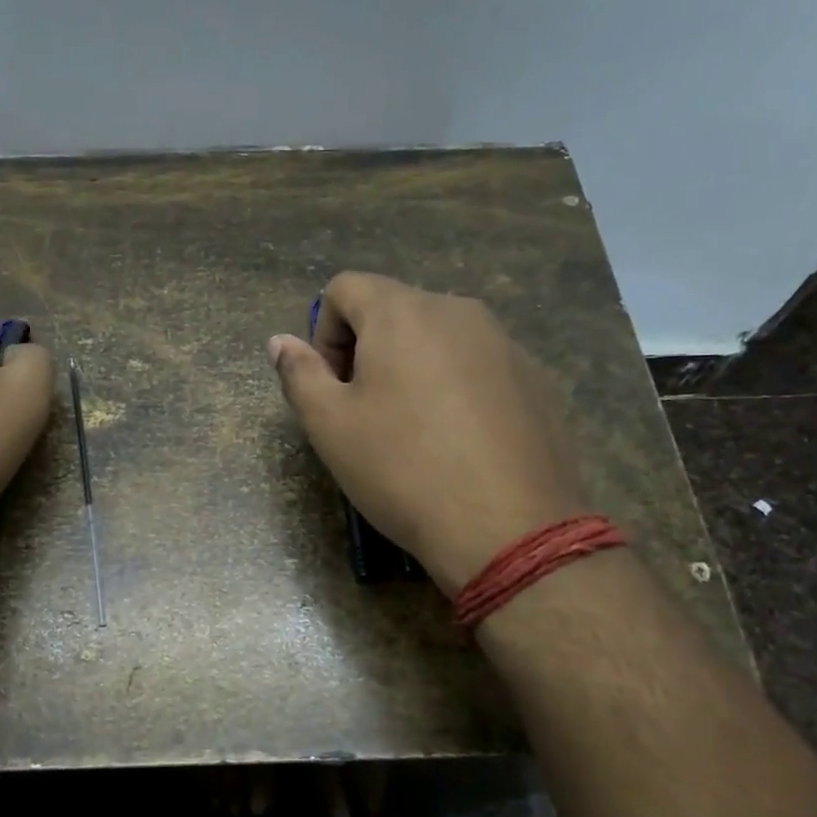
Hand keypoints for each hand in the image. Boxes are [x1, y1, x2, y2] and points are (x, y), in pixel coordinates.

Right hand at [268, 272, 587, 595]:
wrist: (509, 528)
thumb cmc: (403, 469)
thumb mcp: (330, 426)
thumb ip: (299, 374)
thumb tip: (280, 342)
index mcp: (403, 312)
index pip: (345, 287)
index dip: (324, 333)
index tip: (334, 386)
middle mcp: (458, 310)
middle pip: (395, 310)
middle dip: (369, 351)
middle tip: (368, 414)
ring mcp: (505, 343)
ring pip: (439, 339)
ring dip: (414, 370)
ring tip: (416, 433)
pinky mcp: (537, 379)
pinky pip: (479, 366)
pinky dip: (457, 389)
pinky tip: (461, 445)